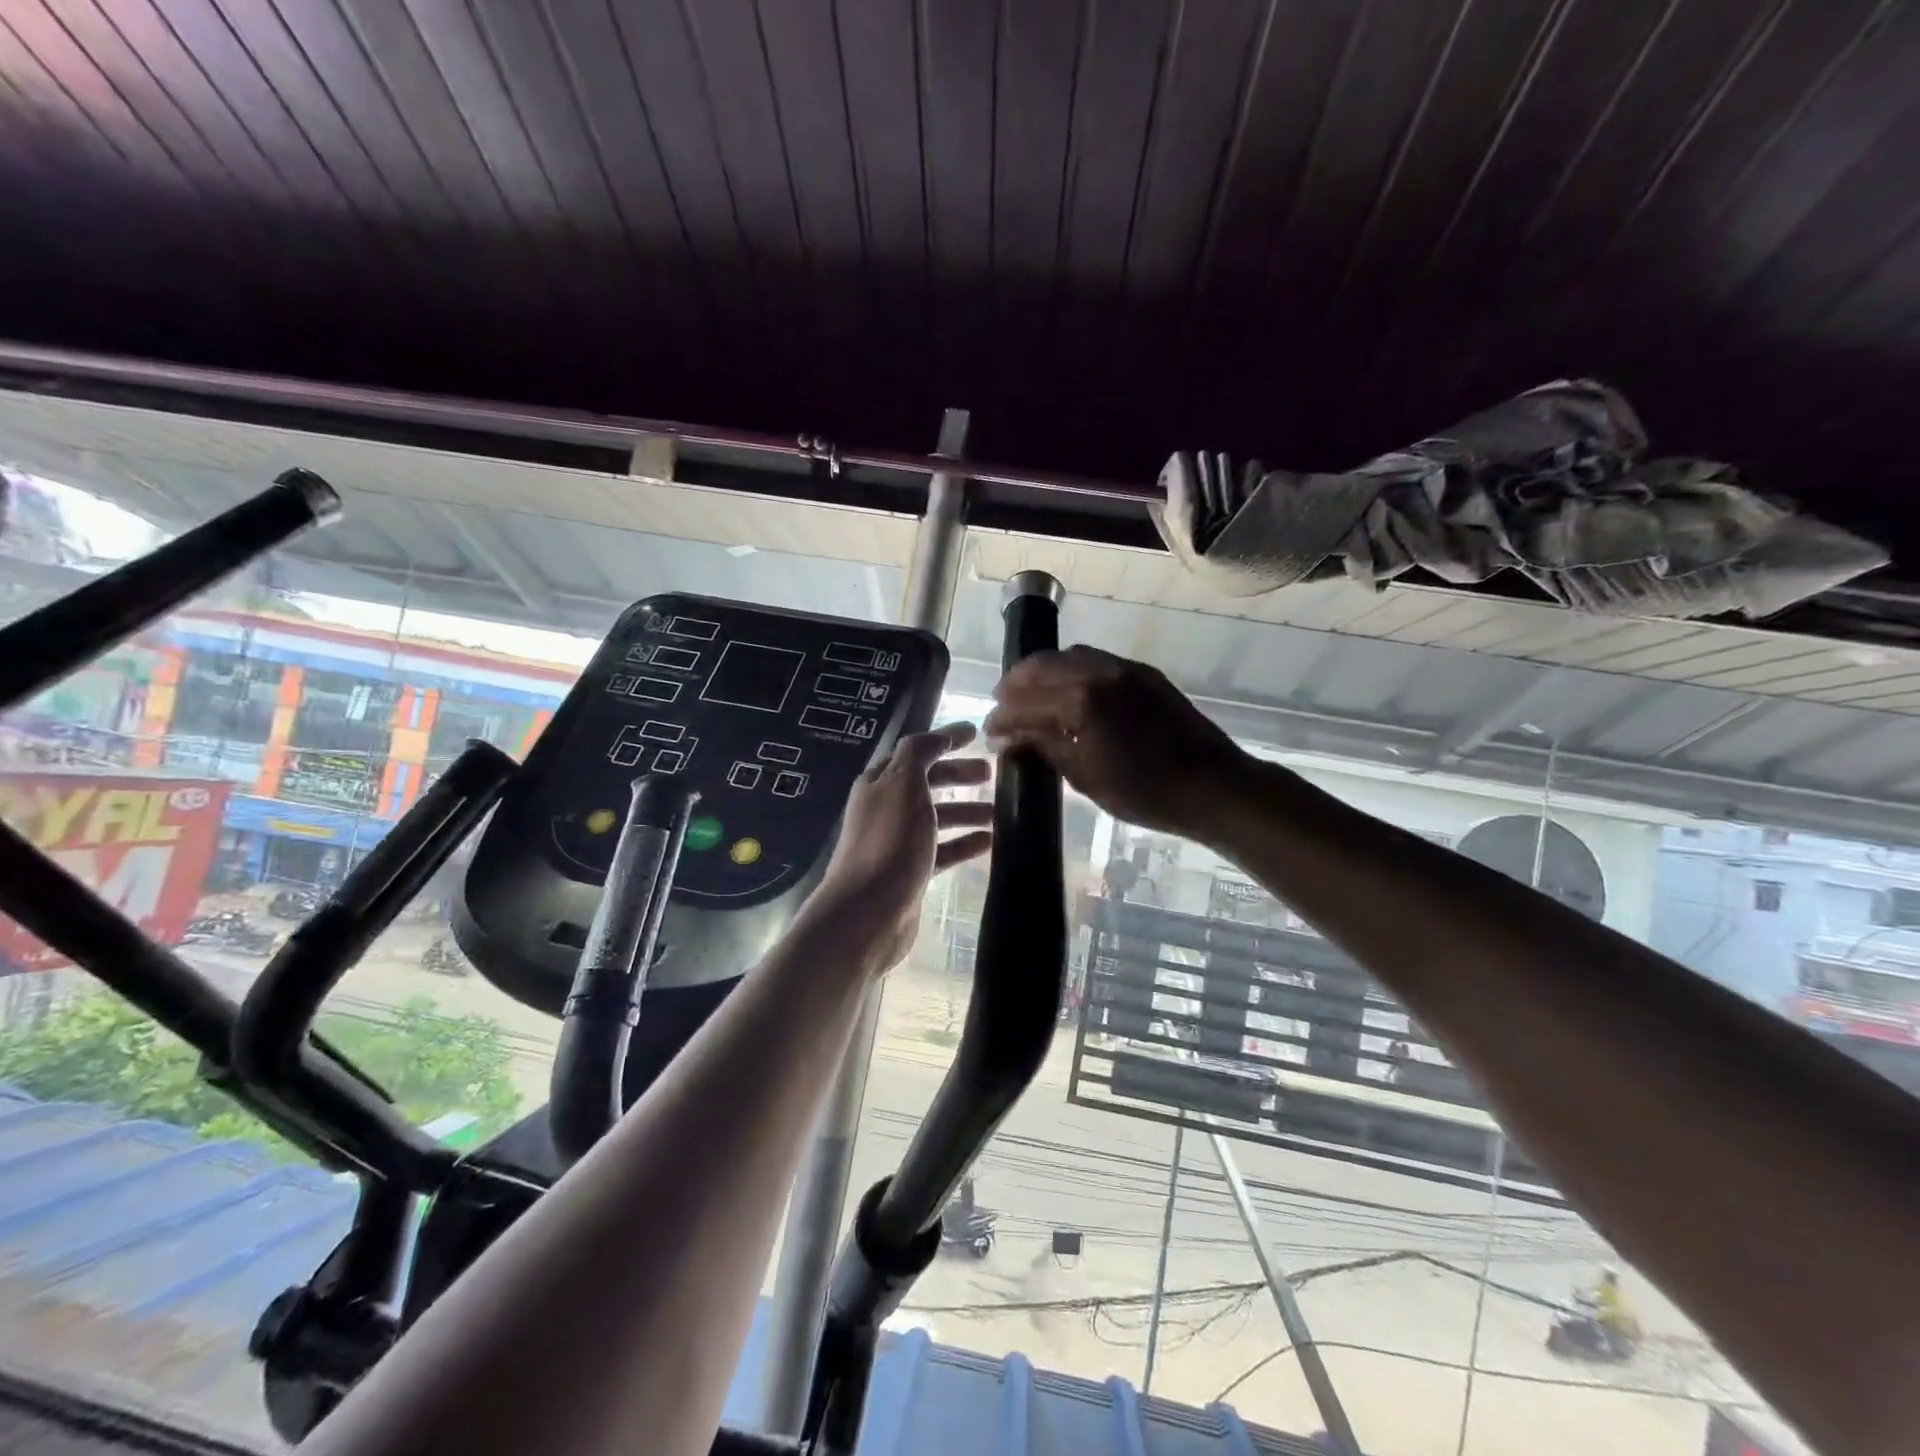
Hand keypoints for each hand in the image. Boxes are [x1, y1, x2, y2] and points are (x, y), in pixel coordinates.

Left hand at [811, 722, 993, 971]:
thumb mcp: (904, 785)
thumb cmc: (889, 842)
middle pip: (927, 784)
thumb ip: (918, 754)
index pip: (915, 752)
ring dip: (966, 810)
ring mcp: (897, 843)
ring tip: (1000, 811)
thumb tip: (936, 738)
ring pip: (937, 818)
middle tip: (991, 774)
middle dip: (958, 775)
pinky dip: (964, 843)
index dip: (944, 740)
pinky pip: (942, 850)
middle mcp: (886, 809)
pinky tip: (989, 843)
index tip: (977, 734)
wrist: (868, 912)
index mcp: (880, 783)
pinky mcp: (910, 873)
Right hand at [985, 646, 1248, 838]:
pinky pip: (1098, 661)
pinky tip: (1069, 692)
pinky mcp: (1145, 674)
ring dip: (1044, 672)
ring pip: (1071, 656)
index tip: (990, 731)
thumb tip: (1009, 738)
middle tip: (1001, 704)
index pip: (1026, 703)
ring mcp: (1125, 669)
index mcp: (1082, 702)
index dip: (1002, 717)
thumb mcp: (1086, 777)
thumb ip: (1045, 747)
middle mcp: (1100, 673)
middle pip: (1043, 666)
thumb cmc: (1146, 793)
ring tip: (1032, 694)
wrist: (1214, 786)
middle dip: (1016, 684)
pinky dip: (1073, 670)